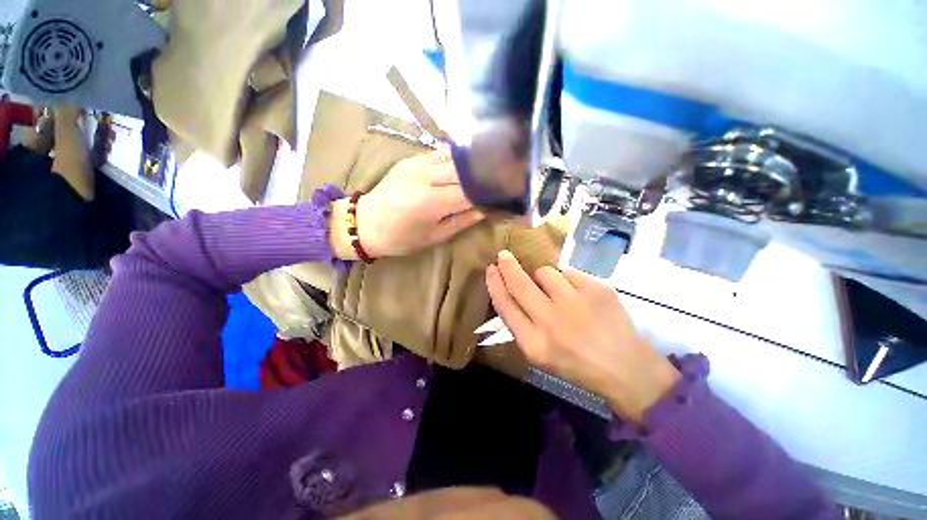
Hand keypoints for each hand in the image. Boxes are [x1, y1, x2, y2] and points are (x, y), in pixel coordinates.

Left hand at [330, 148, 484, 259]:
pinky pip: (440, 153)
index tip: (501, 195)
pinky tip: (466, 164)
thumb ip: (462, 221)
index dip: (487, 193)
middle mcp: (425, 178)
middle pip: (464, 171)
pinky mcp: (411, 159)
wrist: (365, 223)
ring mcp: (417, 164)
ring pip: (454, 158)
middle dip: (483, 175)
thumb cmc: (400, 238)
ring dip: (472, 164)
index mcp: (431, 203)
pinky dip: (456, 158)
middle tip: (499, 180)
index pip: (469, 192)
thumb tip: (484, 210)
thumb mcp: (434, 236)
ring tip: (486, 170)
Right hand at [486, 251, 680, 424]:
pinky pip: (569, 272)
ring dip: (543, 276)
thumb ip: (521, 324)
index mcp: (534, 344)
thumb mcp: (539, 355)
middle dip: (508, 265)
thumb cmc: (576, 364)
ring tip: (556, 291)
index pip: (504, 305)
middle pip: (519, 283)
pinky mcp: (597, 289)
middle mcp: (551, 322)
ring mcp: (576, 303)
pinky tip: (577, 295)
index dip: (494, 284)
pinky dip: (567, 279)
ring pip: (545, 272)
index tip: (490, 269)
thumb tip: (509, 289)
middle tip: (504, 255)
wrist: (626, 368)